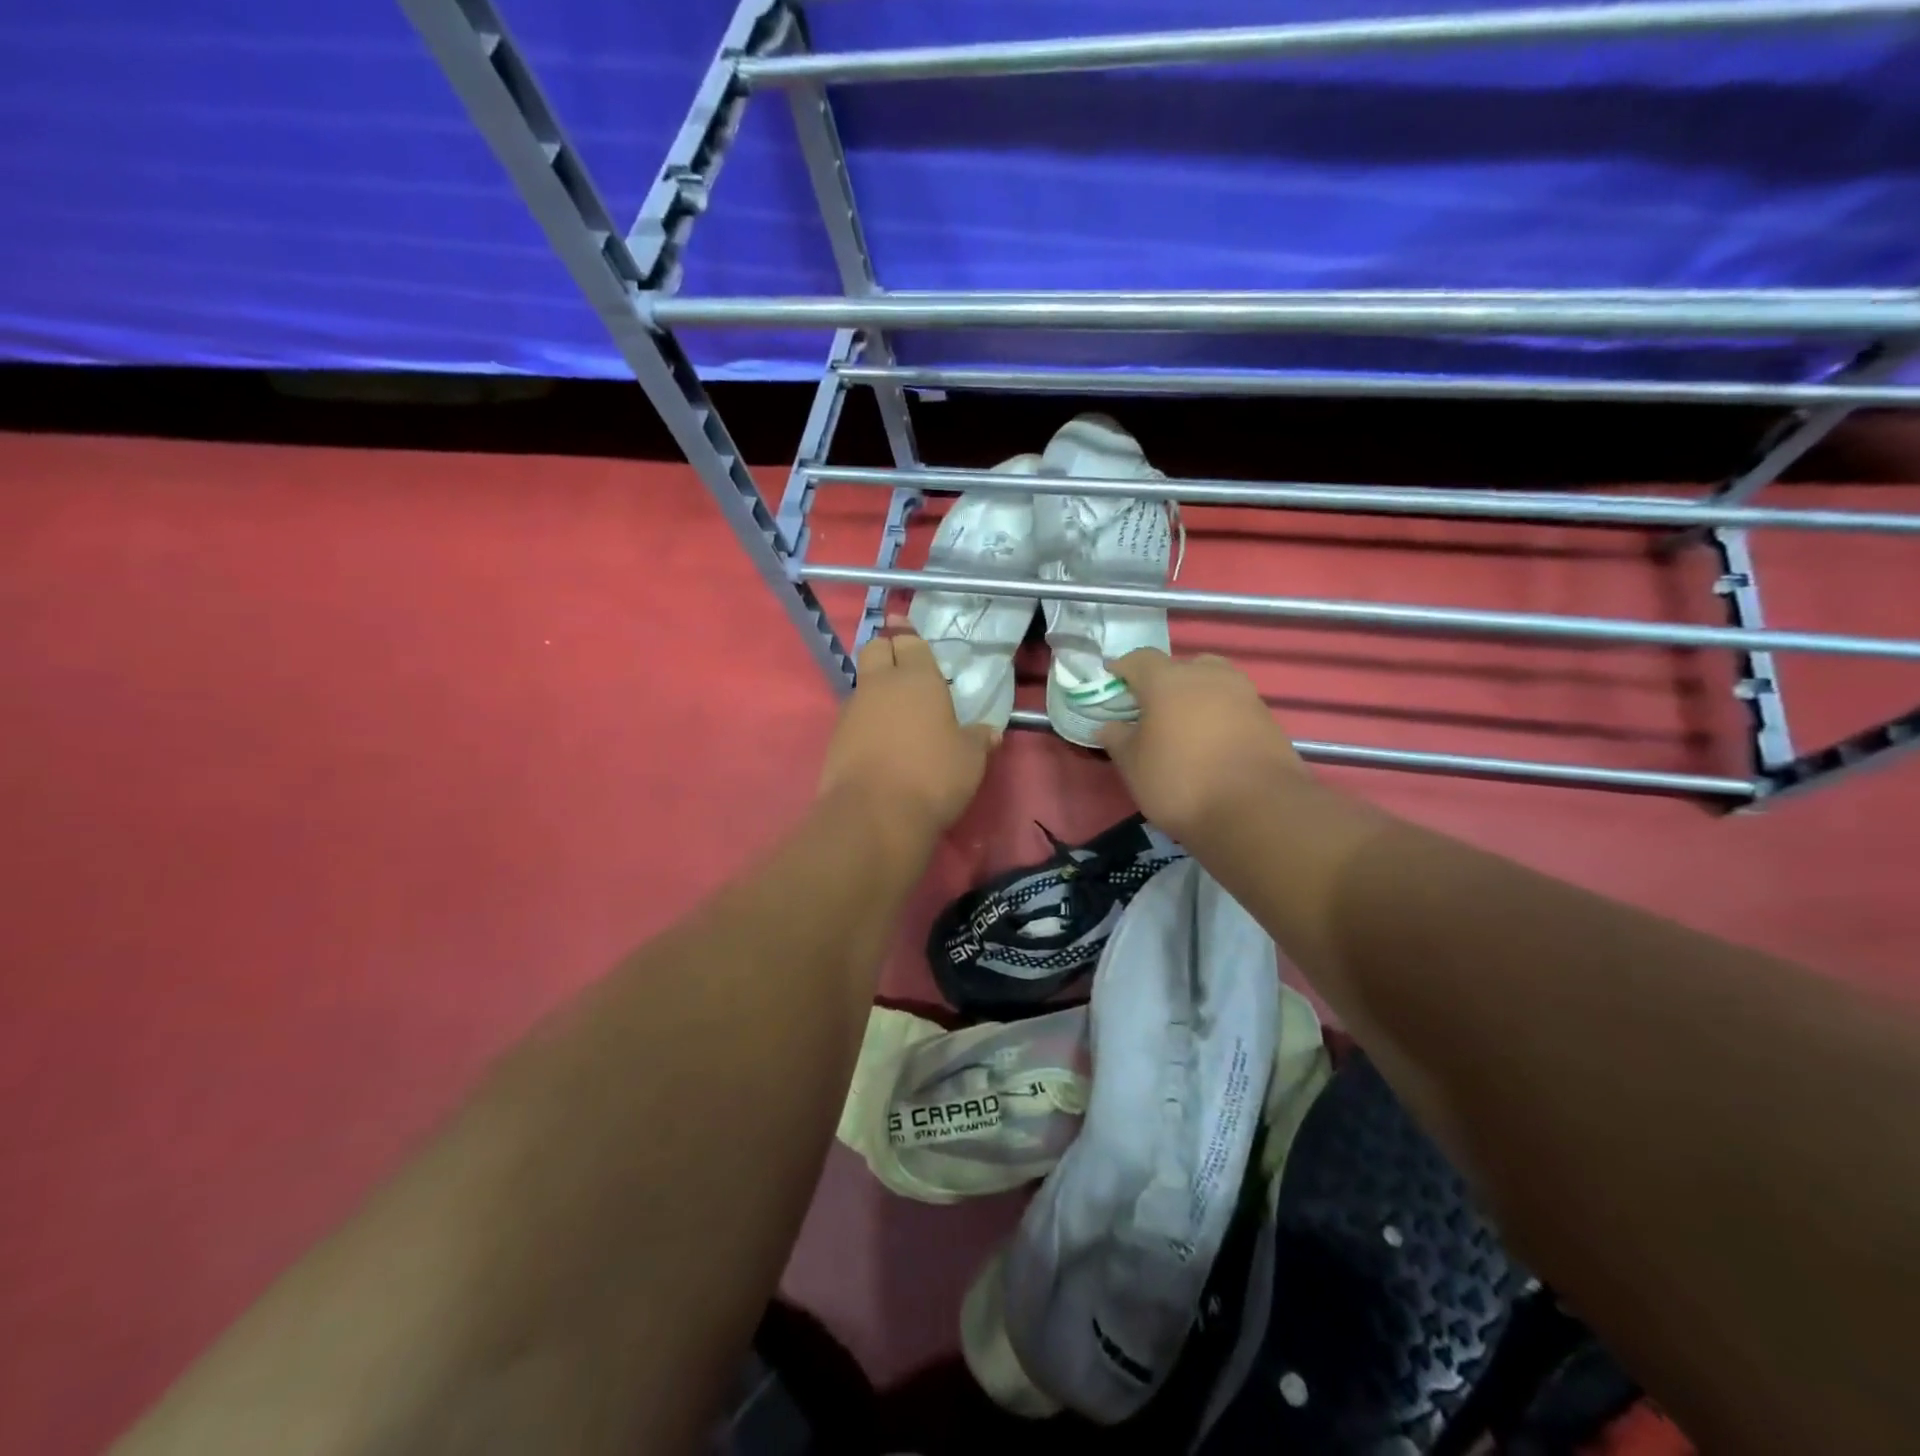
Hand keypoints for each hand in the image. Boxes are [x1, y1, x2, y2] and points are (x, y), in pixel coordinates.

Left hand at [818, 624, 998, 852]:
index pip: (909, 641)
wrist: (874, 815)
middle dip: (886, 650)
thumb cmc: (932, 776)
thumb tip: (990, 732)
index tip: (906, 628)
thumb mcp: (970, 759)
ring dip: (876, 688)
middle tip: (901, 664)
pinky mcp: (836, 738)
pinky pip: (854, 715)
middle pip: (875, 649)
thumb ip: (978, 739)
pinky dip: (866, 719)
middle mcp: (880, 685)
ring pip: (862, 684)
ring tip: (896, 709)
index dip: (909, 635)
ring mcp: (852, 710)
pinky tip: (881, 739)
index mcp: (917, 678)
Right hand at [1098, 649, 1303, 840]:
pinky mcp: (1267, 718)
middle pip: (1181, 666)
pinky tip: (1213, 745)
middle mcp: (1208, 675)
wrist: (1258, 811)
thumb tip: (1109, 726)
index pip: (1139, 659)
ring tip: (1185, 727)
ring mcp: (1243, 694)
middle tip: (1153, 710)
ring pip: (1212, 683)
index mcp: (1168, 680)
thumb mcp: (1133, 766)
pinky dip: (1220, 717)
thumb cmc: (1181, 782)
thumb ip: (1117, 739)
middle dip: (1164, 682)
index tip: (1113, 683)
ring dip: (1196, 697)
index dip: (1123, 669)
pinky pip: (1234, 707)